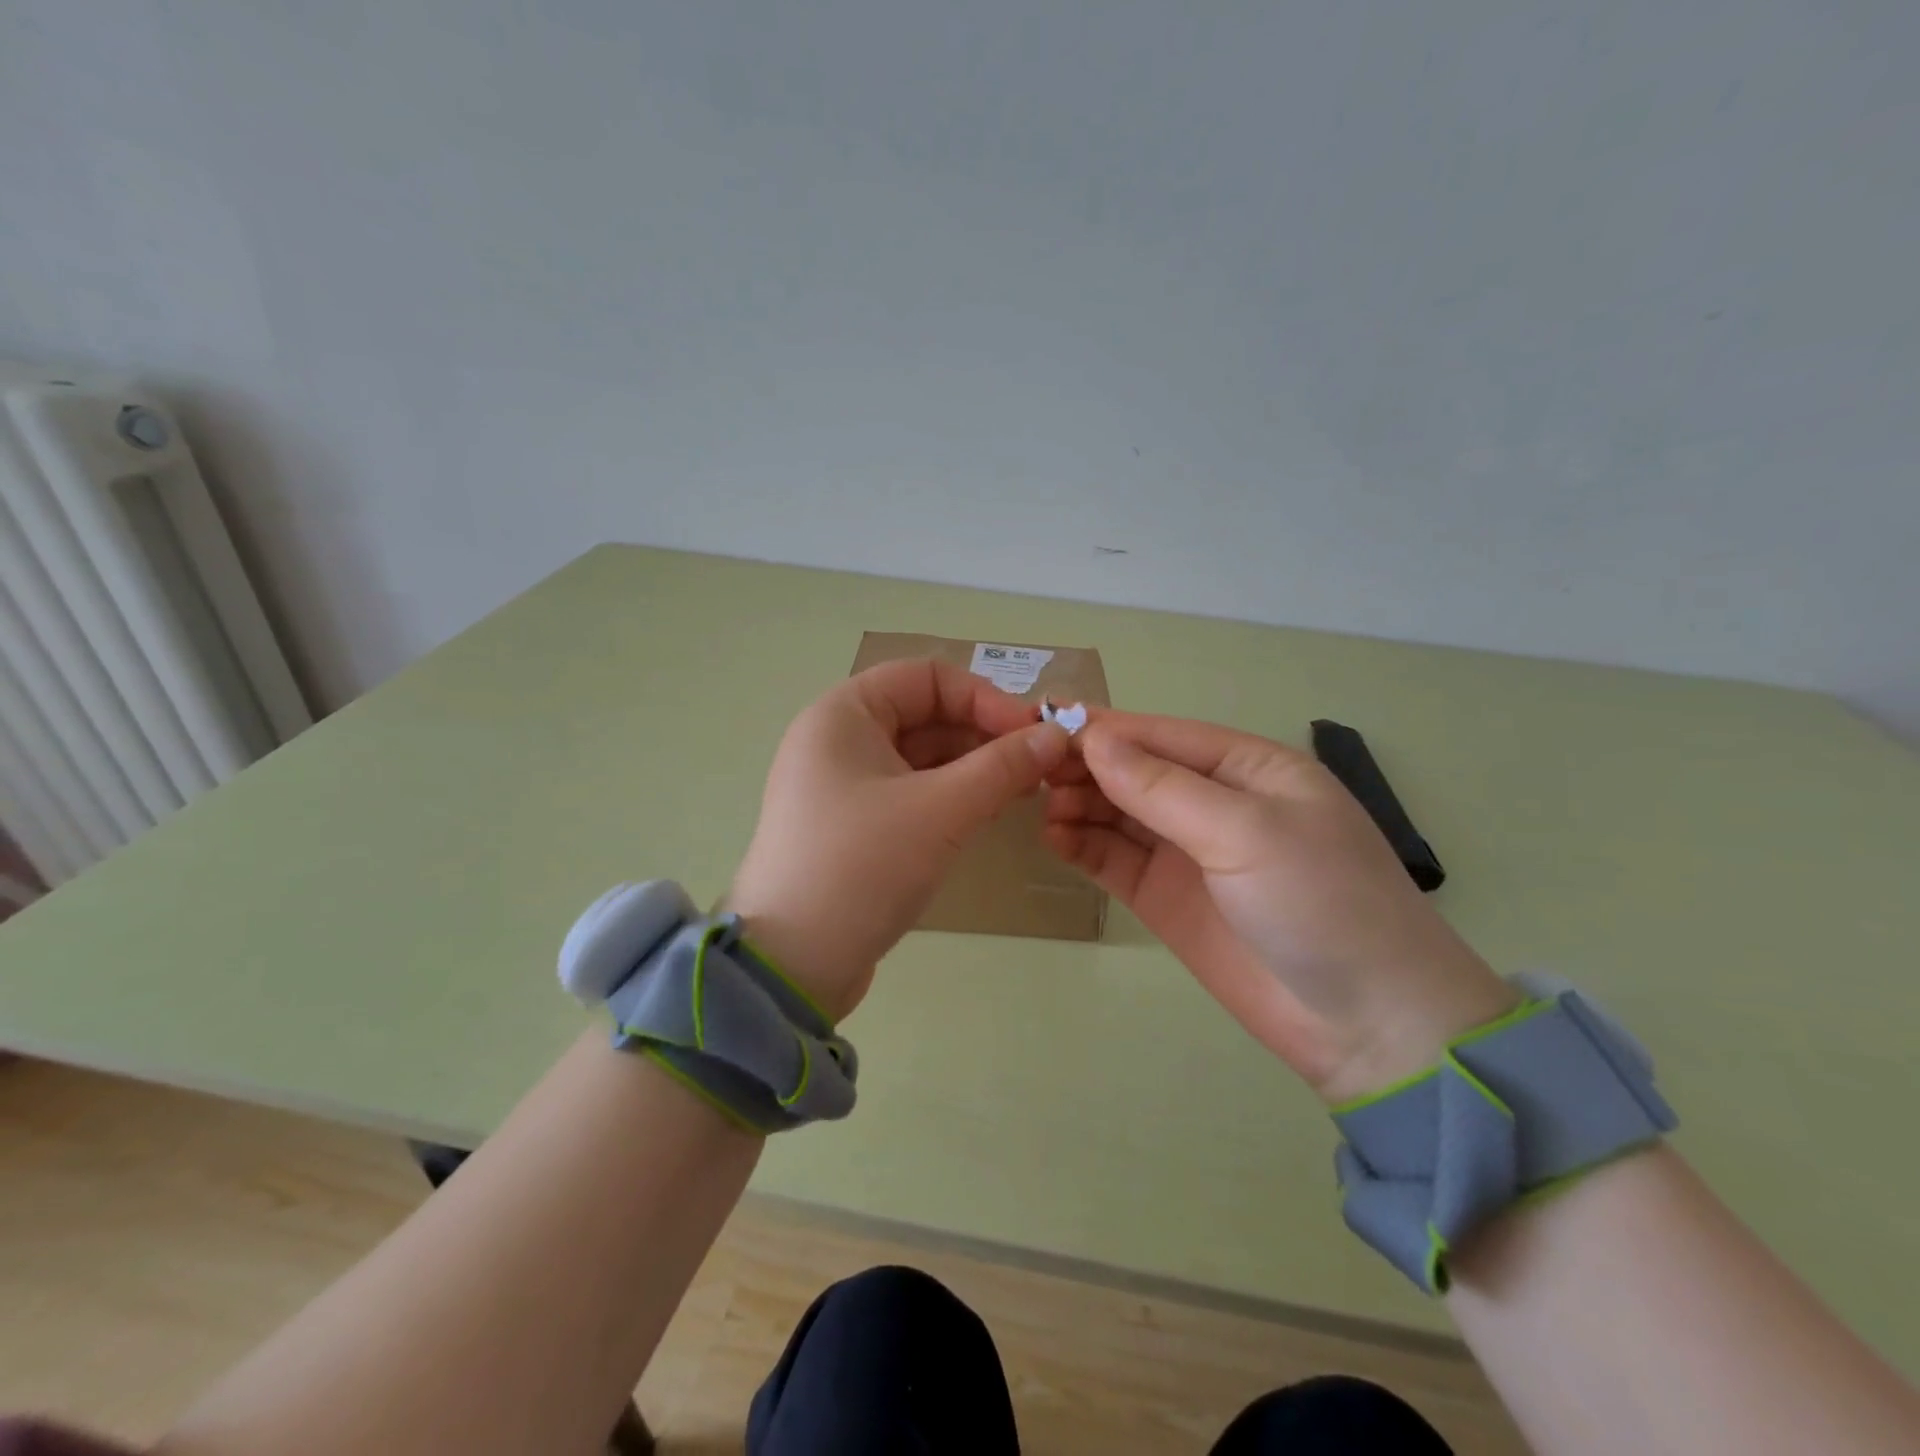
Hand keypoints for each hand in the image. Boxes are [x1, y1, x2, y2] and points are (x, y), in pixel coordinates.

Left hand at [729, 659, 1071, 1021]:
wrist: (792, 963)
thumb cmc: (862, 865)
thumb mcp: (941, 810)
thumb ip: (1002, 767)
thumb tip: (1057, 735)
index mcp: (844, 714)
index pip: (926, 677)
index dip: (984, 697)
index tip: (1032, 734)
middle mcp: (839, 739)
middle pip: (925, 714)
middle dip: (984, 734)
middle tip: (1039, 766)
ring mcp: (844, 785)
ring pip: (921, 756)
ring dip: (973, 767)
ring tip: (1025, 791)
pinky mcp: (853, 826)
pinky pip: (911, 792)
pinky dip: (951, 796)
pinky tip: (990, 812)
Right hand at [1044, 712, 1516, 1102]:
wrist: (1367, 1025)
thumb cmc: (1321, 904)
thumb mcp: (1246, 832)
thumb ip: (1163, 788)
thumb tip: (1093, 740)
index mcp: (1248, 768)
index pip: (1163, 734)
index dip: (1106, 728)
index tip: (1044, 722)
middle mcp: (1215, 802)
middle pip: (1136, 770)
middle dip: (1087, 766)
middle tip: (1032, 770)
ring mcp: (1188, 852)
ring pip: (1120, 813)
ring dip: (1080, 803)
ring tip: (1041, 805)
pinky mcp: (1167, 898)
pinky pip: (1115, 860)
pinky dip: (1083, 846)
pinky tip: (1053, 838)